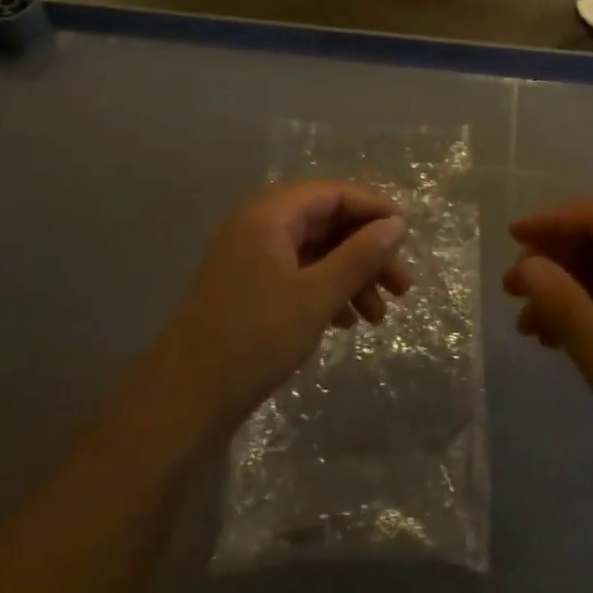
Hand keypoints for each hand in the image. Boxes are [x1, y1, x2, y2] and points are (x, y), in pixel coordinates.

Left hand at [156, 181, 410, 436]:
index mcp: (270, 214)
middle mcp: (259, 225)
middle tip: (402, 287)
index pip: (333, 193)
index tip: (407, 237)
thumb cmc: (255, 338)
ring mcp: (251, 257)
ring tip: (378, 317)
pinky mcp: (249, 286)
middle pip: (327, 222)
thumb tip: (397, 224)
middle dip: (367, 252)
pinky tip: (346, 322)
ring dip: (351, 277)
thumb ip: (360, 256)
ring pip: (316, 252)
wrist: (185, 399)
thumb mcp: (317, 296)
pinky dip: (327, 291)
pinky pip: (298, 274)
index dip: (374, 210)